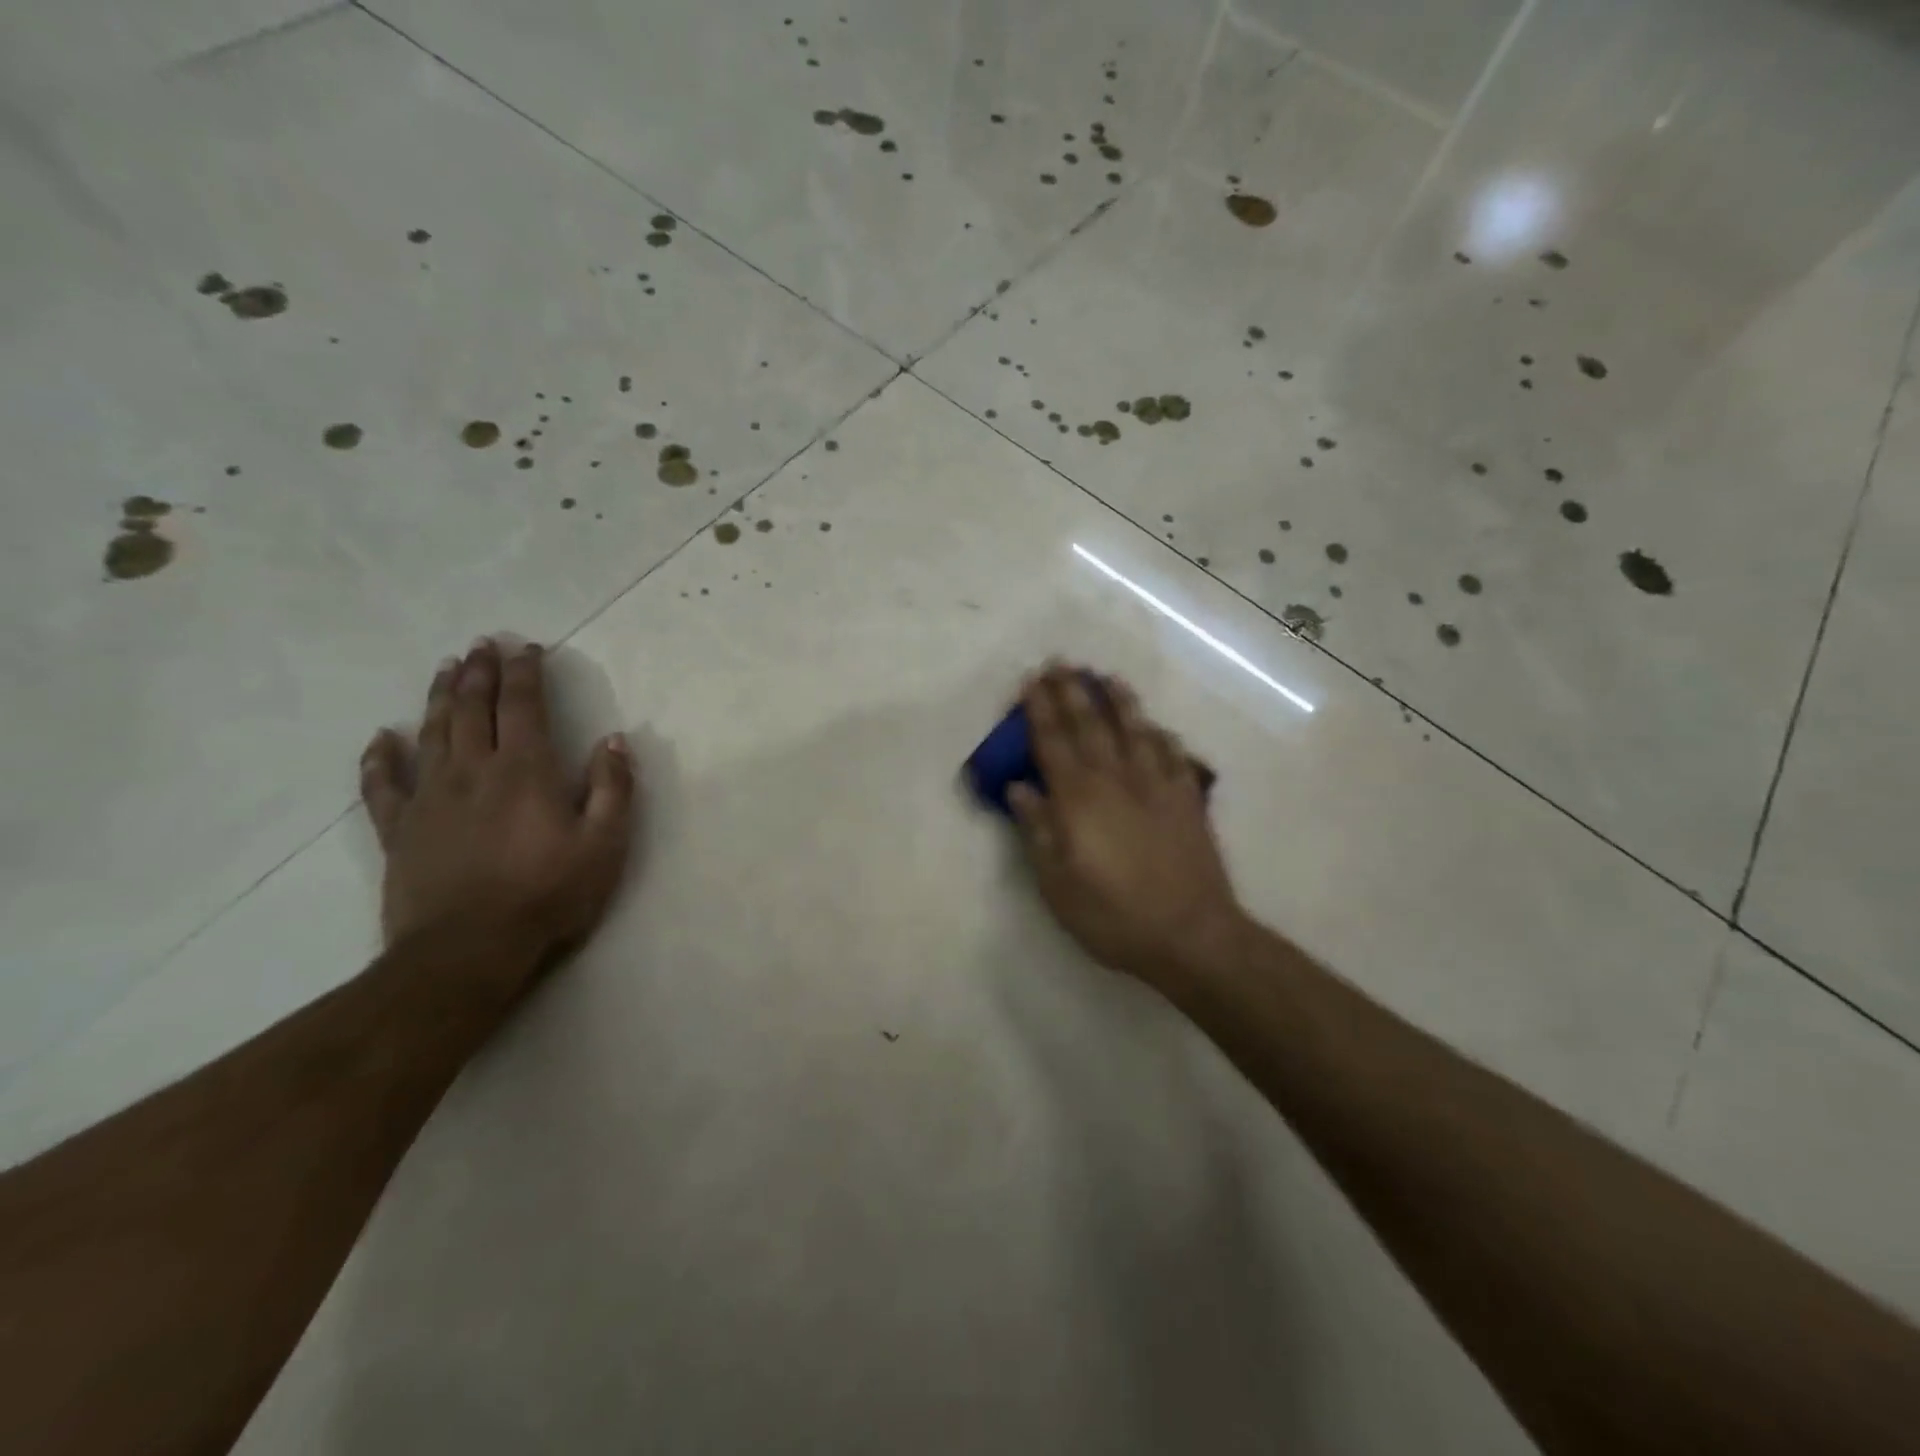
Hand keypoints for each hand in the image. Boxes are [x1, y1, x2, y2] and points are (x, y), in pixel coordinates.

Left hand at [358, 638, 637, 968]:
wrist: (468, 951)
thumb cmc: (548, 894)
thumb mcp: (605, 844)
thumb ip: (613, 789)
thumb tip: (613, 741)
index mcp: (524, 770)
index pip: (523, 705)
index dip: (525, 672)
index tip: (526, 647)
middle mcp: (473, 770)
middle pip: (472, 708)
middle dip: (479, 672)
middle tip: (481, 644)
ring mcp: (429, 798)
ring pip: (431, 732)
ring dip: (438, 695)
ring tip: (444, 667)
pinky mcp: (399, 830)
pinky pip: (383, 784)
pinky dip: (380, 757)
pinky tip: (381, 738)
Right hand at [1009, 664, 1244, 997]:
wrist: (1191, 934)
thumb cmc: (1113, 915)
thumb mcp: (1058, 884)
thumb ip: (1037, 830)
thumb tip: (1019, 788)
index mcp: (1079, 799)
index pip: (1052, 742)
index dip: (1039, 710)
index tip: (1030, 681)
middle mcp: (1116, 780)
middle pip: (1090, 725)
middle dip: (1072, 691)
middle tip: (1060, 662)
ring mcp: (1157, 786)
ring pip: (1135, 730)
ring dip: (1118, 701)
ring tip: (1107, 677)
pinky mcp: (1187, 800)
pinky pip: (1173, 755)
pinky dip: (1161, 736)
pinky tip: (1156, 727)